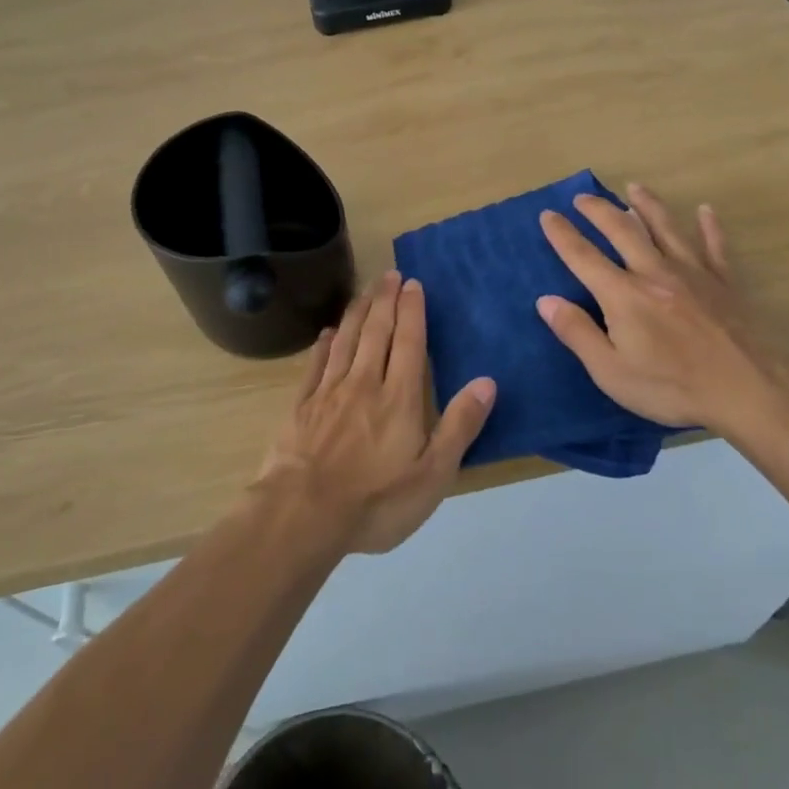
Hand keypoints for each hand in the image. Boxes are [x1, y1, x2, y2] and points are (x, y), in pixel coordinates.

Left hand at [254, 270, 496, 554]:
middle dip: (385, 301)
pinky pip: (316, 365)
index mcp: (398, 398)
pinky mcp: (302, 407)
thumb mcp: (433, 474)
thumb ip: (459, 426)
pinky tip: (328, 332)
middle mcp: (364, 384)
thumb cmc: (376, 501)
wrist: (303, 514)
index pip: (408, 343)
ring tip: (365, 291)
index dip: (412, 311)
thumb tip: (487, 382)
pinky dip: (324, 344)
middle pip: (376, 332)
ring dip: (357, 312)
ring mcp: (329, 393)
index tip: (413, 284)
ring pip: (346, 341)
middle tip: (390, 274)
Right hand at [537, 184, 788, 442]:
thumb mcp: (611, 372)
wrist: (748, 389)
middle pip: (623, 230)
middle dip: (599, 211)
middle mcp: (654, 272)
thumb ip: (577, 333)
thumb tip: (546, 300)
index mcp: (623, 295)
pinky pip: (715, 246)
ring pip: (666, 228)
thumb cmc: (672, 386)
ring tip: (634, 187)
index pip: (583, 256)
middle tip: (583, 197)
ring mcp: (693, 273)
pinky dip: (709, 227)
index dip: (562, 234)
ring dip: (647, 204)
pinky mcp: (724, 282)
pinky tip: (706, 210)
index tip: (547, 214)